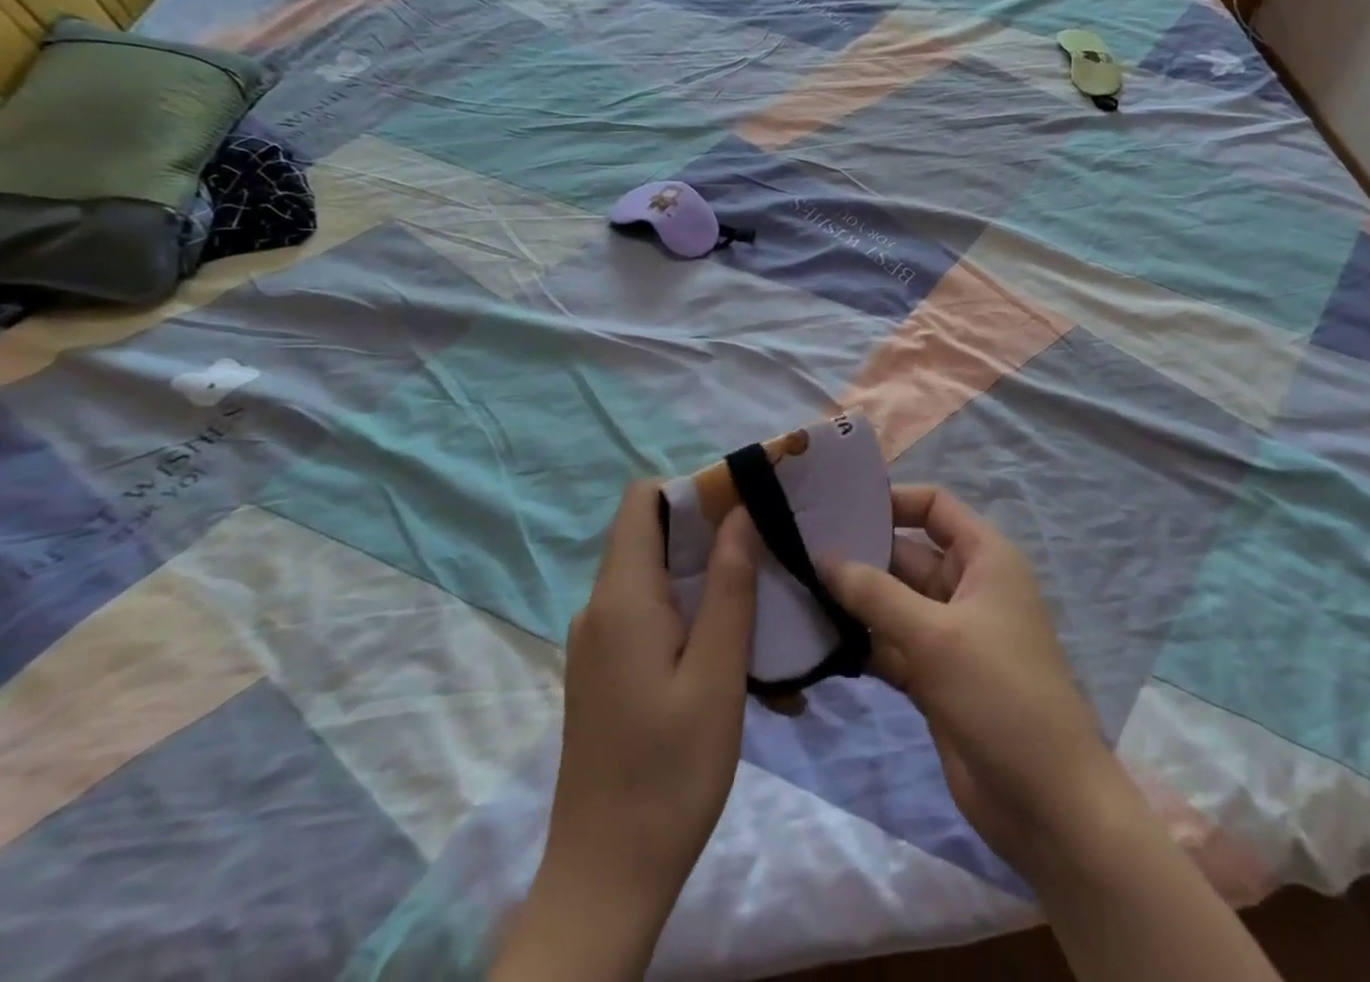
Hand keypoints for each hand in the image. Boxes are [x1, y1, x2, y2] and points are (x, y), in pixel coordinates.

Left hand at [492, 481, 756, 981]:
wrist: (605, 881)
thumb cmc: (669, 773)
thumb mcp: (717, 675)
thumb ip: (730, 586)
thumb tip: (740, 512)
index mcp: (622, 598)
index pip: (642, 499)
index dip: (692, 487)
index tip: (745, 500)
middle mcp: (600, 607)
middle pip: (653, 534)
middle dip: (712, 530)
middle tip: (770, 547)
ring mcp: (599, 641)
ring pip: (658, 576)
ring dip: (709, 578)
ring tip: (765, 603)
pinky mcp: (606, 670)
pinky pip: (651, 615)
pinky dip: (693, 614)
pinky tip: (736, 653)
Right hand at [822, 485, 1126, 879]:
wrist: (1046, 802)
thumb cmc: (1000, 694)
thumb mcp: (935, 636)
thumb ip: (876, 594)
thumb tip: (824, 557)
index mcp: (984, 557)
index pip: (934, 506)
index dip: (891, 500)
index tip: (837, 506)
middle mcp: (966, 586)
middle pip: (906, 554)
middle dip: (859, 553)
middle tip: (797, 550)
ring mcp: (949, 634)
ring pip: (894, 602)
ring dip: (853, 600)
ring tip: (794, 589)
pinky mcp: (935, 677)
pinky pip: (891, 645)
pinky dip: (861, 642)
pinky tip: (816, 640)